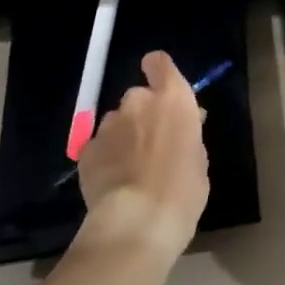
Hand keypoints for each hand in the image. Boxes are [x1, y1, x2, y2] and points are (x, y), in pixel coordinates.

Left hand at [77, 51, 210, 257]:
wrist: (138, 221)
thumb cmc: (183, 189)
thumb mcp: (199, 157)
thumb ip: (188, 133)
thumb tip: (181, 127)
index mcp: (173, 99)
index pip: (159, 63)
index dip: (159, 71)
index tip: (163, 88)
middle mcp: (138, 102)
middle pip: (138, 95)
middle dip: (143, 113)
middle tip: (152, 141)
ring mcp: (108, 125)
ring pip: (116, 121)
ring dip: (123, 135)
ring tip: (130, 167)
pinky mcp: (86, 150)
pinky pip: (99, 145)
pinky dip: (105, 156)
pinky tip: (113, 181)